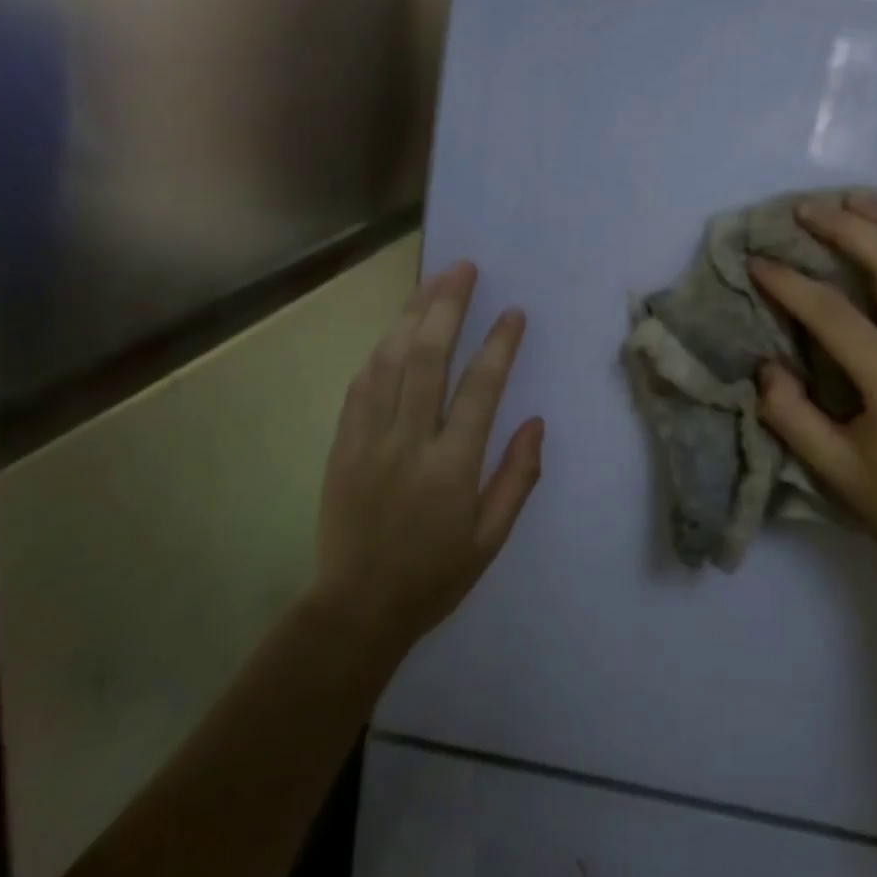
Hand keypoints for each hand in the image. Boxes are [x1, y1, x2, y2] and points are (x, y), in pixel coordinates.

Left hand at [312, 261, 543, 650]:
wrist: (357, 607)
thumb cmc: (434, 576)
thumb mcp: (491, 539)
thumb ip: (517, 478)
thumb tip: (534, 422)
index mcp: (451, 468)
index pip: (479, 389)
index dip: (499, 345)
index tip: (513, 313)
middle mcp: (408, 442)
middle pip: (427, 358)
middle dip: (446, 307)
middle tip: (463, 269)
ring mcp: (368, 439)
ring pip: (389, 362)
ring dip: (411, 316)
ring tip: (431, 281)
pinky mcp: (342, 444)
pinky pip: (360, 386)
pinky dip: (380, 352)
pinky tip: (394, 331)